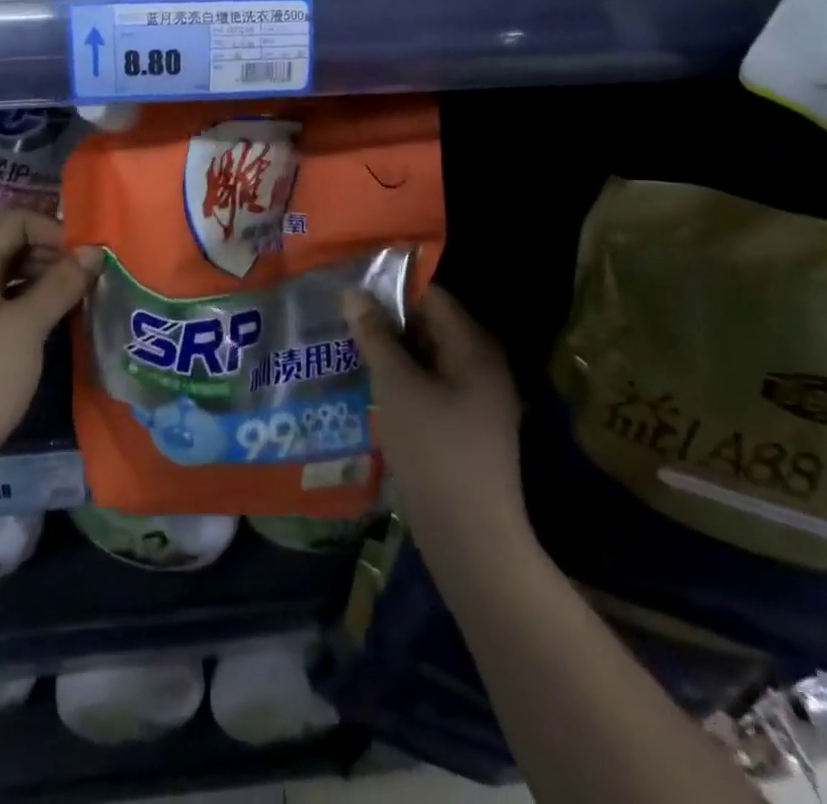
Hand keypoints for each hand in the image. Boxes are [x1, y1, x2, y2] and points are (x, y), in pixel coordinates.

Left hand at [0, 211, 102, 484]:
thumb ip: (63, 283)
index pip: (17, 220)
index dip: (56, 233)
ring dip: (43, 277)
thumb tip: (96, 251)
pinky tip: (53, 316)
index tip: (88, 262)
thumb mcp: (27, 328)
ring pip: (7, 268)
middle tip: (88, 283)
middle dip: (52, 255)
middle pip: (11, 241)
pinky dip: (26, 298)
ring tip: (77, 299)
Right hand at [344, 283, 530, 553]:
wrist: (472, 539)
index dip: (392, 288)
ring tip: (348, 346)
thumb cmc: (434, 450)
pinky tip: (370, 384)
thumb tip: (353, 293)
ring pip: (428, 358)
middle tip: (343, 318)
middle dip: (388, 320)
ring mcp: (477, 399)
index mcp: (475, 347)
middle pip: (431, 326)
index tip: (352, 288)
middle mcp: (483, 365)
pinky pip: (431, 385)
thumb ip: (375, 336)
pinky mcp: (466, 426)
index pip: (433, 297)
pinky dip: (403, 379)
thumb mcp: (396, 385)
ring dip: (392, 351)